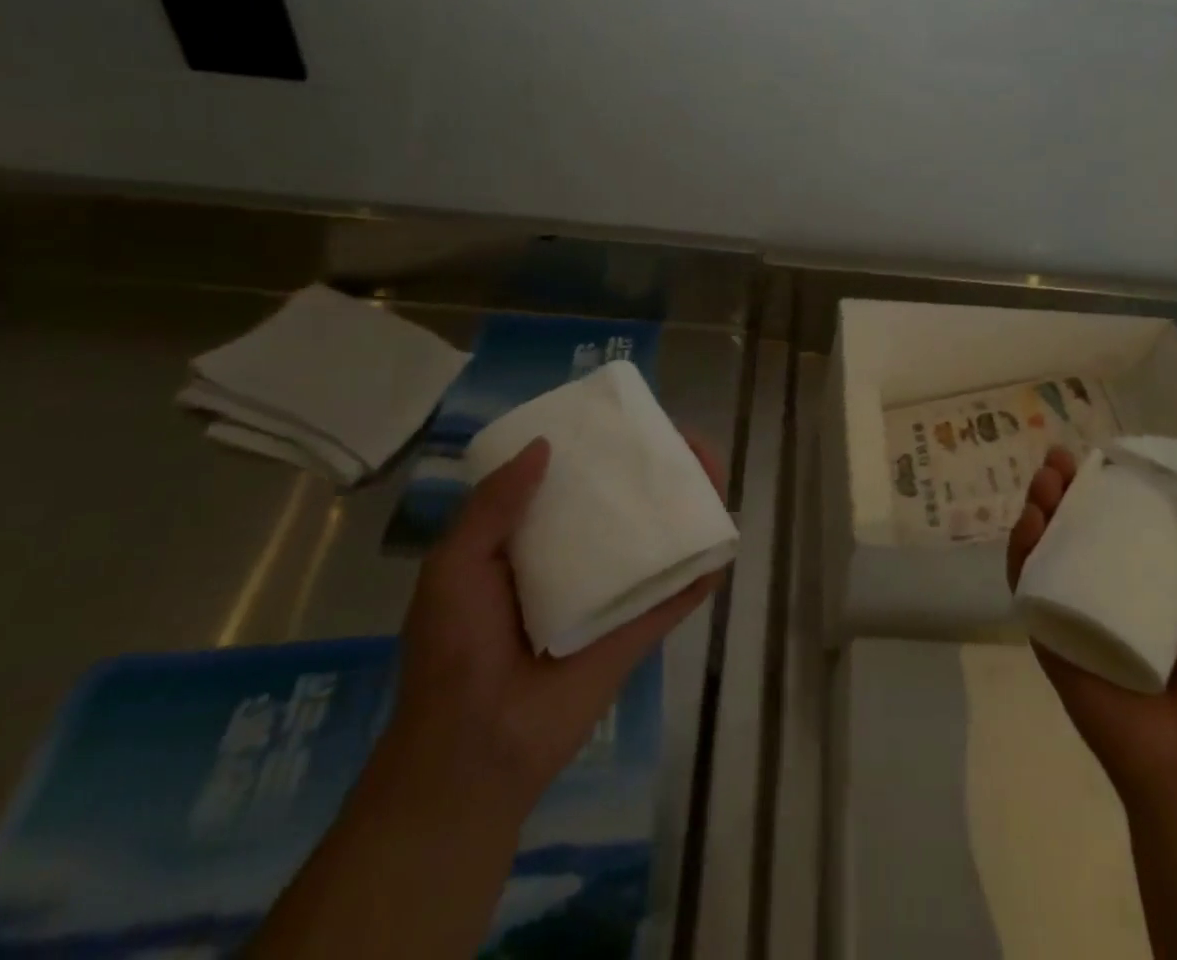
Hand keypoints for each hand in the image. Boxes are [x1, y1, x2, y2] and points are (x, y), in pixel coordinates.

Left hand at [388, 434, 728, 813]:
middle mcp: (576, 560)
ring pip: (657, 539)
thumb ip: (492, 506)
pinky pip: (678, 592)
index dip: (597, 447)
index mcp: (529, 541)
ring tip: (709, 471)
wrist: (473, 754)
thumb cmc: (454, 653)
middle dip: (652, 469)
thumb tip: (545, 445)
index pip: (570, 481)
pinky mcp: (639, 630)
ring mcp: (612, 595)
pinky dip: (703, 566)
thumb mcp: (454, 567)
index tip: (623, 420)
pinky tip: (722, 534)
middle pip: (622, 502)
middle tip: (680, 443)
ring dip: (686, 506)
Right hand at [1006, 446, 1176, 808]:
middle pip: (1076, 526)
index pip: (1122, 523)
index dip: (1109, 487)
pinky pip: (1028, 584)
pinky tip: (1028, 522)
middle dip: (1064, 489)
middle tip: (1059, 461)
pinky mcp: (1048, 630)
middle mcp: (1108, 590)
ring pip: (1046, 547)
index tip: (1103, 457)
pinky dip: (1021, 550)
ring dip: (1038, 508)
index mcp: (1152, 585)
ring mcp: (1074, 609)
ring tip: (1043, 481)